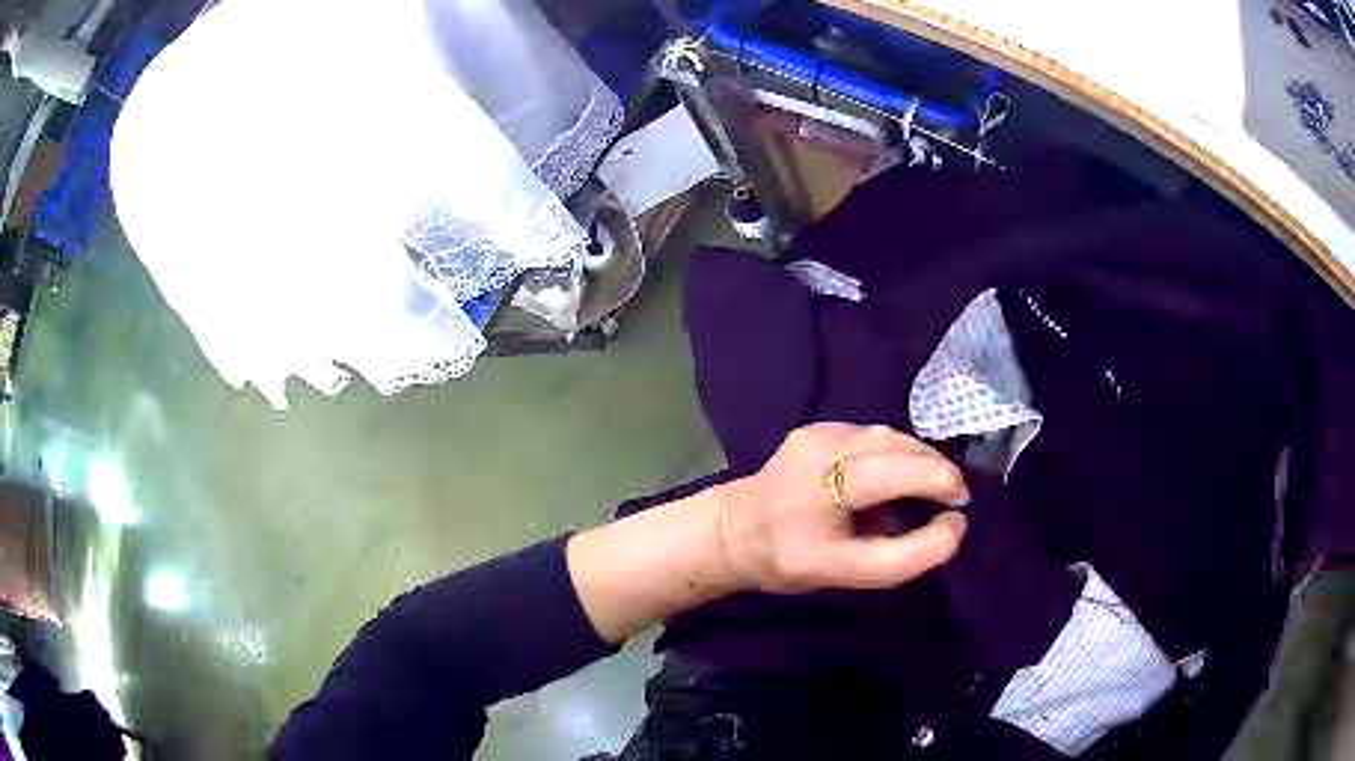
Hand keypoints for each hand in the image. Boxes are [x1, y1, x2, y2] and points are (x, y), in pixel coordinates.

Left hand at [718, 423, 968, 592]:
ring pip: (887, 438)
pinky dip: (895, 452)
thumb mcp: (845, 574)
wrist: (734, 529)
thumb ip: (902, 557)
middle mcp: (816, 458)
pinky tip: (896, 474)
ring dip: (918, 458)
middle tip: (955, 496)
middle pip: (894, 451)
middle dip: (935, 470)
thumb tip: (953, 525)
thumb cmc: (790, 559)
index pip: (890, 489)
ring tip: (931, 485)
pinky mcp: (816, 427)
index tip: (959, 511)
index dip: (935, 494)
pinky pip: (872, 436)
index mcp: (817, 504)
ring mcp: (815, 436)